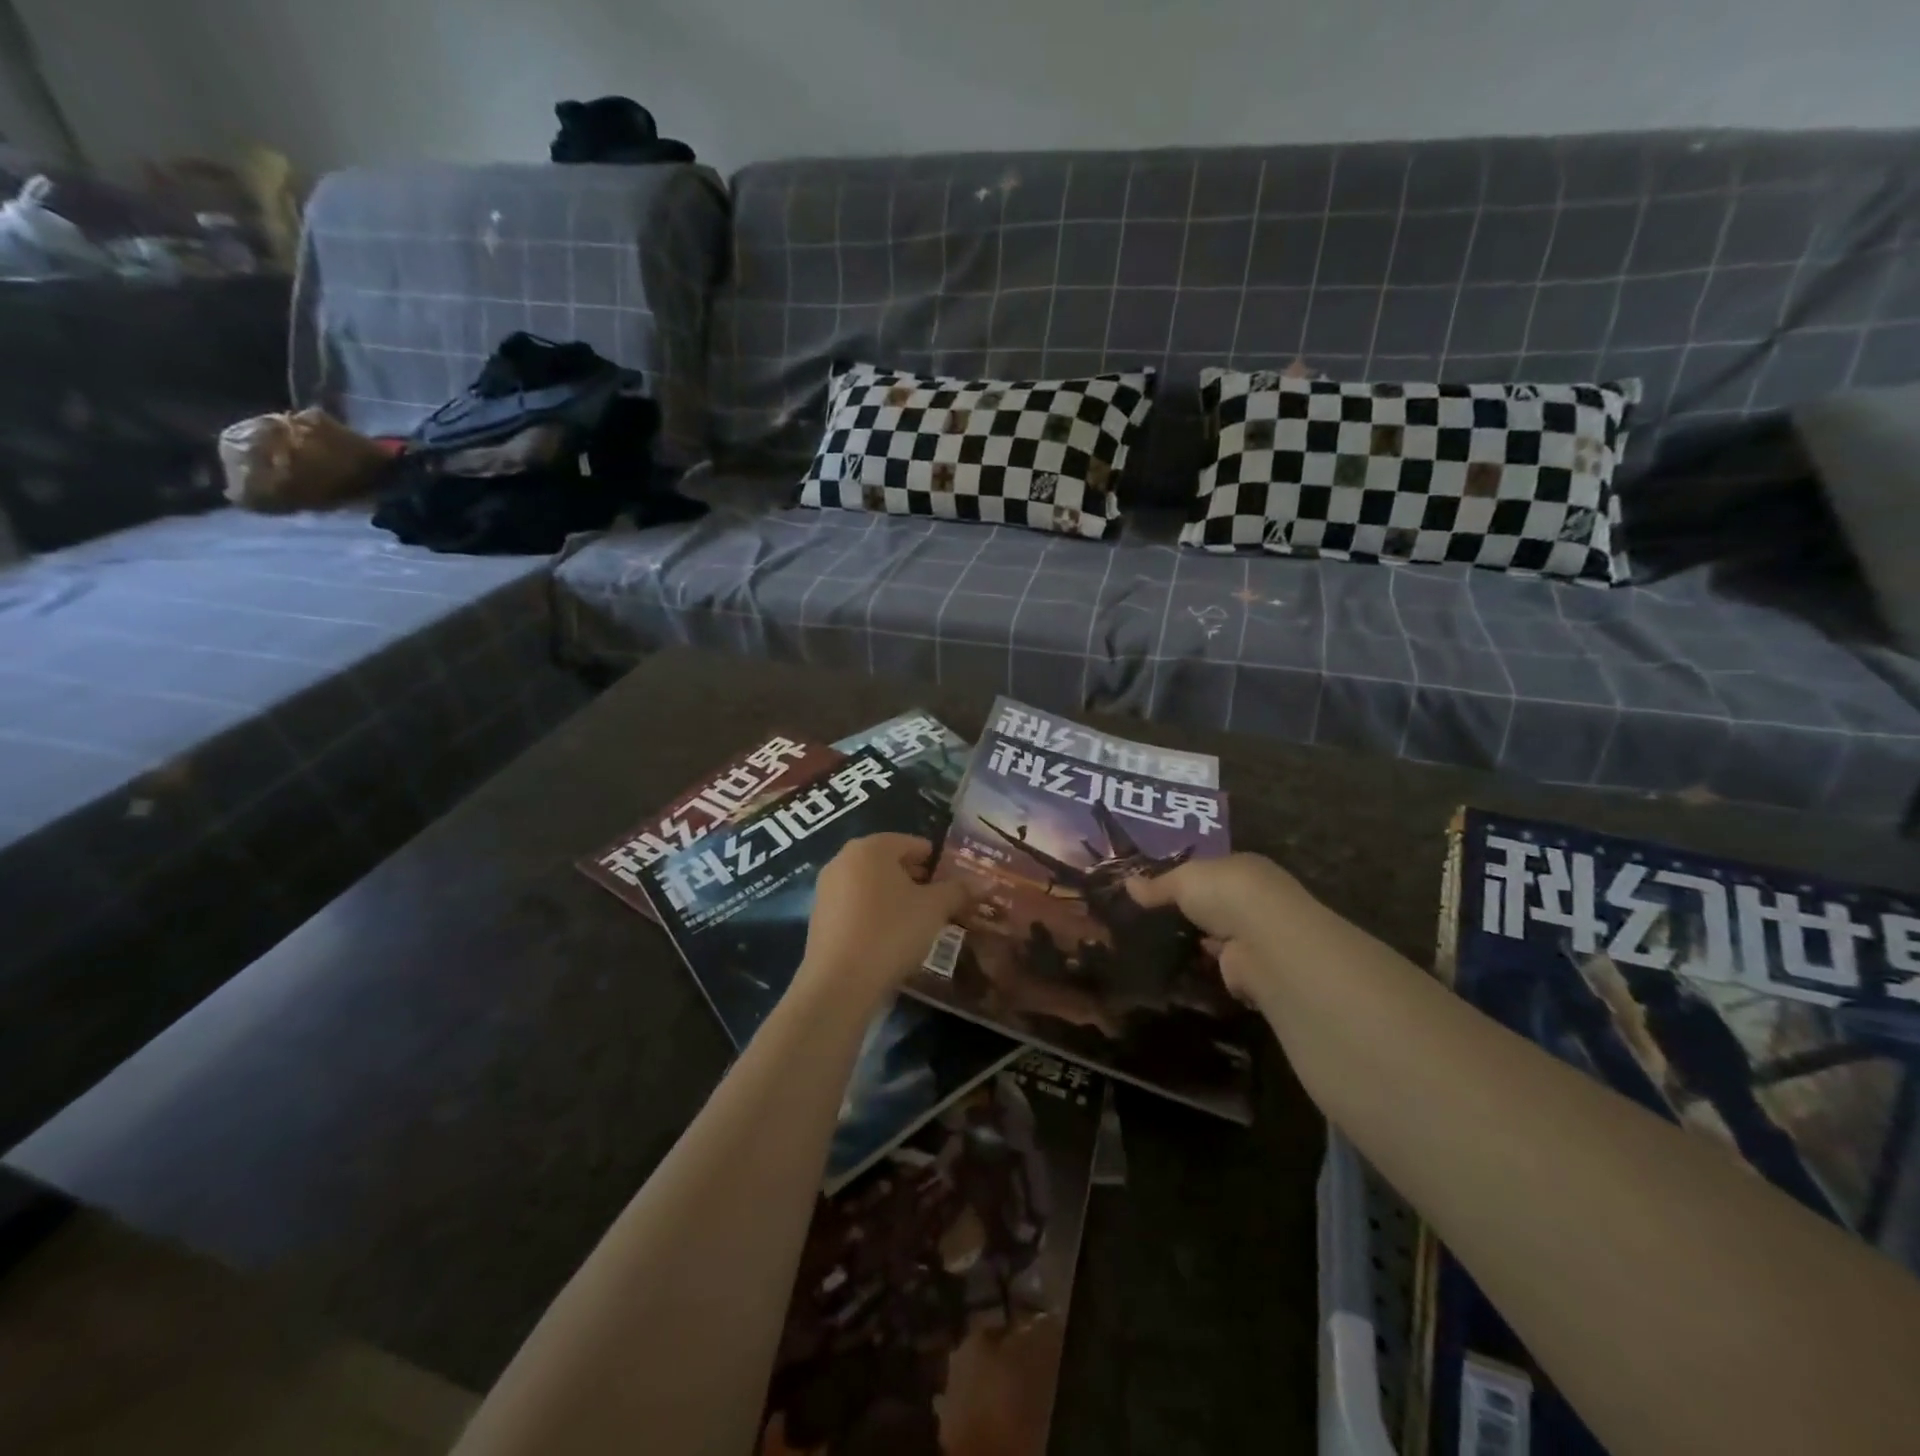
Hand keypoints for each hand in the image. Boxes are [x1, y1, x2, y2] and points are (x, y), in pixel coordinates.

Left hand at [797, 834, 974, 1012]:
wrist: (840, 984)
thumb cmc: (891, 932)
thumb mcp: (934, 909)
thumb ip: (959, 890)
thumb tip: (987, 882)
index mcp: (871, 847)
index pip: (913, 844)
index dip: (938, 863)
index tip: (955, 885)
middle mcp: (844, 859)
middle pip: (890, 862)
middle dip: (918, 880)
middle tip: (942, 904)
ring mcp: (827, 888)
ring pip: (872, 885)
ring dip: (897, 898)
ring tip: (920, 923)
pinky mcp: (819, 917)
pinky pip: (856, 906)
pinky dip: (876, 914)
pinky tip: (891, 938)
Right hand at [1126, 853, 1317, 1002]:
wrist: (1264, 942)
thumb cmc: (1226, 893)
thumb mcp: (1183, 880)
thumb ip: (1157, 885)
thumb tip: (1127, 883)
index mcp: (1243, 868)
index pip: (1212, 870)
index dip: (1187, 878)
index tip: (1156, 889)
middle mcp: (1255, 899)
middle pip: (1216, 904)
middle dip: (1192, 911)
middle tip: (1150, 919)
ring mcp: (1255, 935)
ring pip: (1218, 935)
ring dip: (1198, 941)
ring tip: (1156, 946)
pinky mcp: (1251, 968)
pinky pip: (1220, 965)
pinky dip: (1203, 967)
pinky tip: (1176, 969)